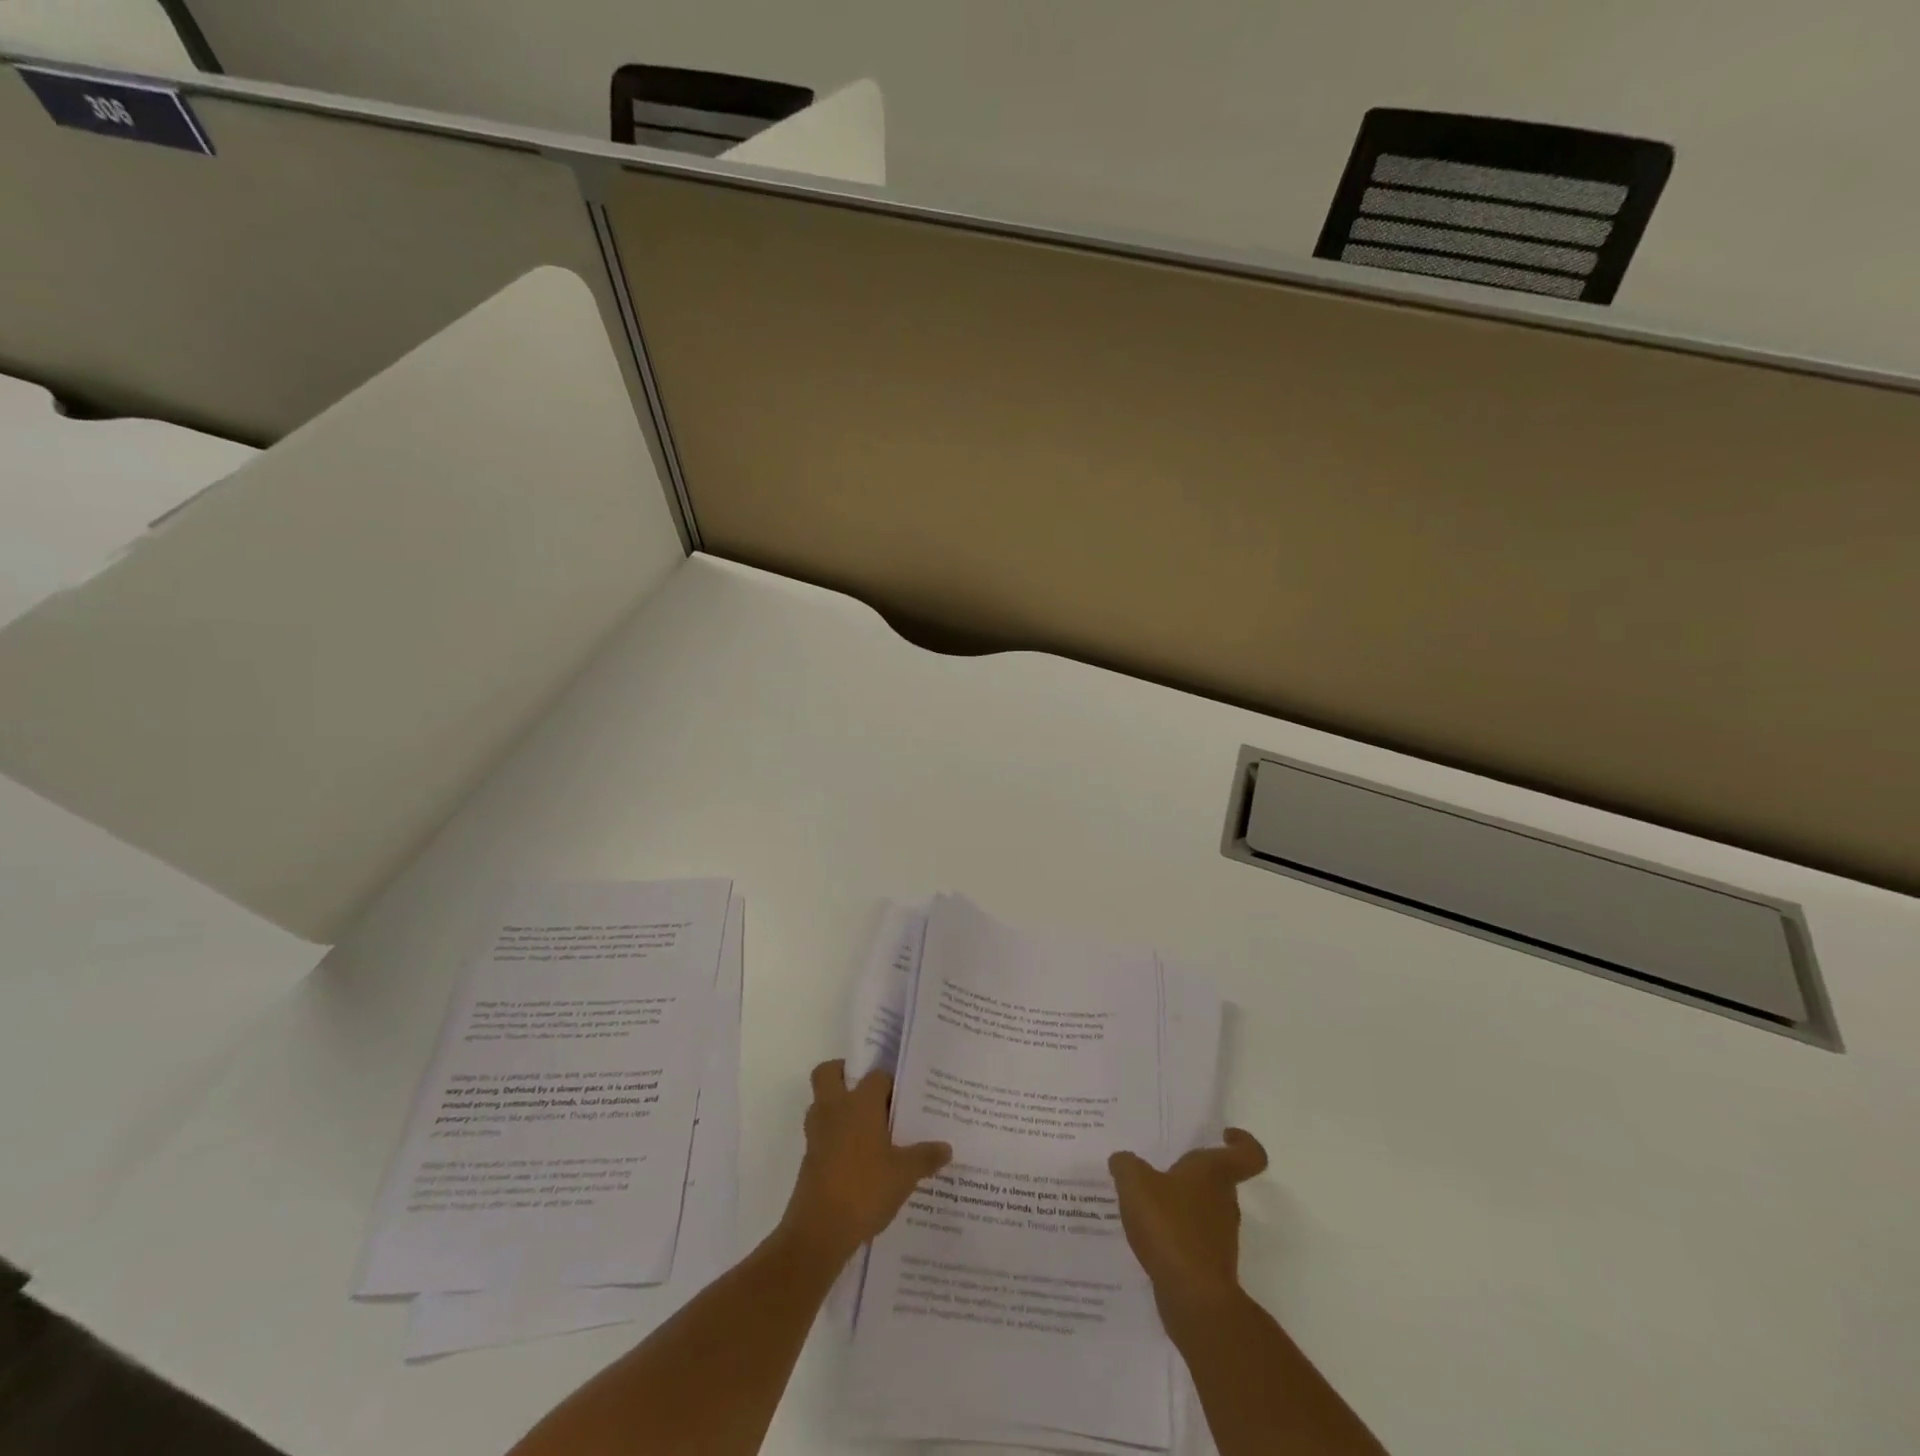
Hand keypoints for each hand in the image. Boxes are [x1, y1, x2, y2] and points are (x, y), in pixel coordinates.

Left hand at [780, 1060, 951, 1265]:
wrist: (819, 1232)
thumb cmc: (865, 1189)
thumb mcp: (905, 1174)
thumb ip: (926, 1156)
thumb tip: (946, 1147)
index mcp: (860, 1103)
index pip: (877, 1076)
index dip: (891, 1083)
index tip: (905, 1099)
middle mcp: (835, 1109)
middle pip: (829, 1073)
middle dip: (844, 1074)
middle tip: (869, 1094)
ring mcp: (817, 1134)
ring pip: (821, 1103)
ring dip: (837, 1107)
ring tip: (866, 1127)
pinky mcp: (808, 1159)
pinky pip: (821, 1134)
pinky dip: (834, 1138)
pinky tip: (858, 1160)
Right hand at [1108, 1128, 1269, 1315]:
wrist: (1194, 1299)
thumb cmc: (1170, 1227)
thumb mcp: (1135, 1183)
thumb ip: (1126, 1165)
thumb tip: (1123, 1160)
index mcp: (1215, 1174)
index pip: (1248, 1154)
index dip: (1242, 1142)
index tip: (1223, 1134)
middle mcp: (1224, 1202)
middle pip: (1219, 1180)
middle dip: (1192, 1173)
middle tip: (1162, 1167)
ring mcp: (1220, 1237)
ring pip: (1204, 1210)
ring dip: (1181, 1204)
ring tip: (1146, 1202)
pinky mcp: (1210, 1266)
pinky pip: (1192, 1238)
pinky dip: (1174, 1234)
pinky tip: (1147, 1235)